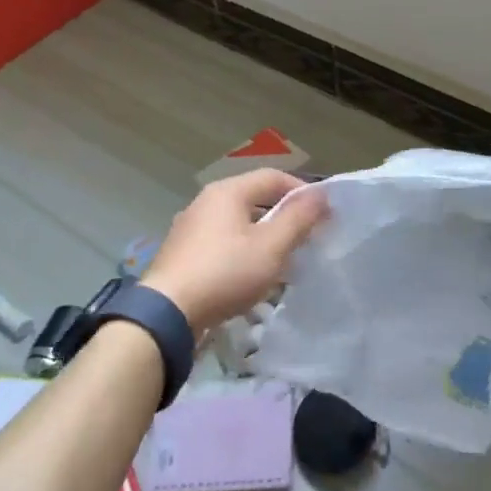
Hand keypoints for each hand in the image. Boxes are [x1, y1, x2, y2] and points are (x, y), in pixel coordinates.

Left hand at [141, 169, 327, 335]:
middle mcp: (206, 201)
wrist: (166, 314)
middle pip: (255, 198)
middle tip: (306, 238)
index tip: (323, 216)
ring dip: (264, 235)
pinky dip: (242, 250)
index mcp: (228, 191)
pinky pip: (222, 241)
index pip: (274, 177)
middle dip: (284, 216)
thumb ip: (298, 218)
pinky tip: (250, 275)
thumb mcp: (271, 247)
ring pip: (238, 222)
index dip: (302, 192)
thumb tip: (321, 194)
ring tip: (283, 260)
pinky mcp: (182, 252)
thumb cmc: (225, 273)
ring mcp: (190, 227)